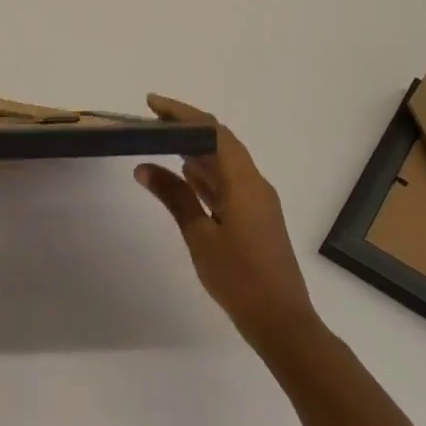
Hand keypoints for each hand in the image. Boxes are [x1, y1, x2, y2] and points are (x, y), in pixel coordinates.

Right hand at [135, 94, 321, 349]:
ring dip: (194, 149)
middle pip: (220, 142)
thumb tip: (144, 166)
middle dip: (186, 127)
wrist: (281, 321)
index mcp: (244, 182)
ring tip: (159, 140)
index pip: (213, 132)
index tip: (152, 104)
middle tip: (150, 121)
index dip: (183, 113)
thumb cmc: (239, 278)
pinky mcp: (254, 218)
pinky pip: (227, 183)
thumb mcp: (200, 236)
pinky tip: (183, 174)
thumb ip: (174, 197)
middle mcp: (254, 184)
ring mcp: (256, 202)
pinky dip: (203, 174)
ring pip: (223, 163)